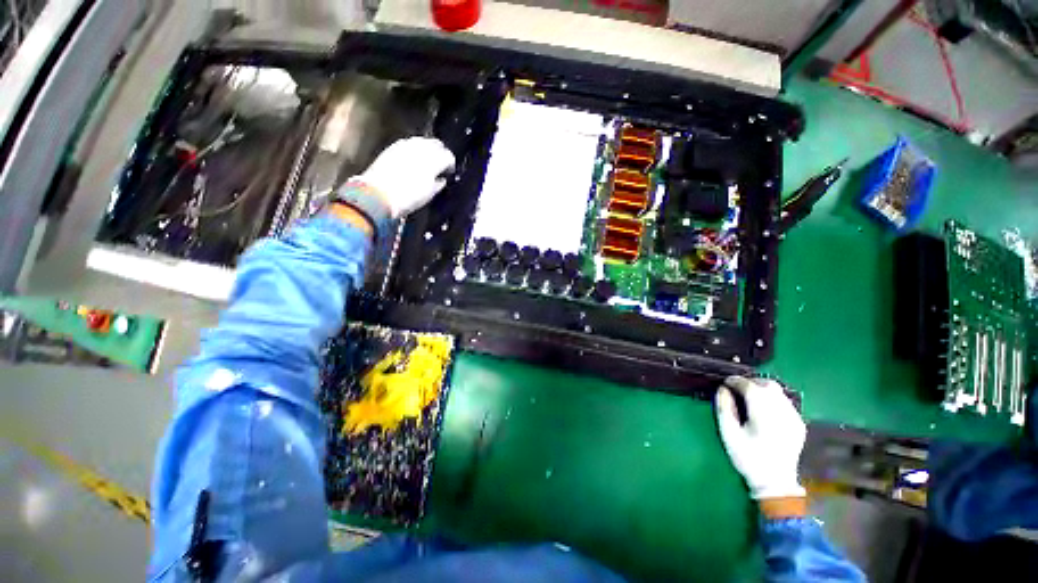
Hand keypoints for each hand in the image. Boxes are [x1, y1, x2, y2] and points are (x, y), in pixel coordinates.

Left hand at [354, 137, 455, 218]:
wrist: (378, 195)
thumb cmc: (407, 198)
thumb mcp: (428, 195)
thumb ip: (438, 184)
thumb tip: (442, 179)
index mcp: (433, 161)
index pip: (448, 156)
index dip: (450, 164)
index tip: (449, 172)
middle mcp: (421, 149)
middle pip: (436, 144)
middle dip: (440, 152)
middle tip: (441, 164)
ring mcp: (406, 145)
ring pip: (422, 141)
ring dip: (427, 149)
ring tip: (427, 160)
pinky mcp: (393, 146)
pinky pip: (409, 142)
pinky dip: (414, 148)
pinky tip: (413, 158)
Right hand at [715, 376, 805, 501]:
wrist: (775, 482)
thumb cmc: (747, 457)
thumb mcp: (728, 433)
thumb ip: (724, 408)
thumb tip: (722, 389)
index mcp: (763, 413)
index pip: (749, 386)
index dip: (735, 381)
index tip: (725, 383)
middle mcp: (782, 411)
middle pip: (767, 385)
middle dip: (750, 382)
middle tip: (736, 389)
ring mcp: (794, 417)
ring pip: (778, 392)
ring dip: (762, 389)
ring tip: (749, 397)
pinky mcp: (799, 424)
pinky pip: (785, 403)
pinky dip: (772, 399)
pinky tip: (764, 410)